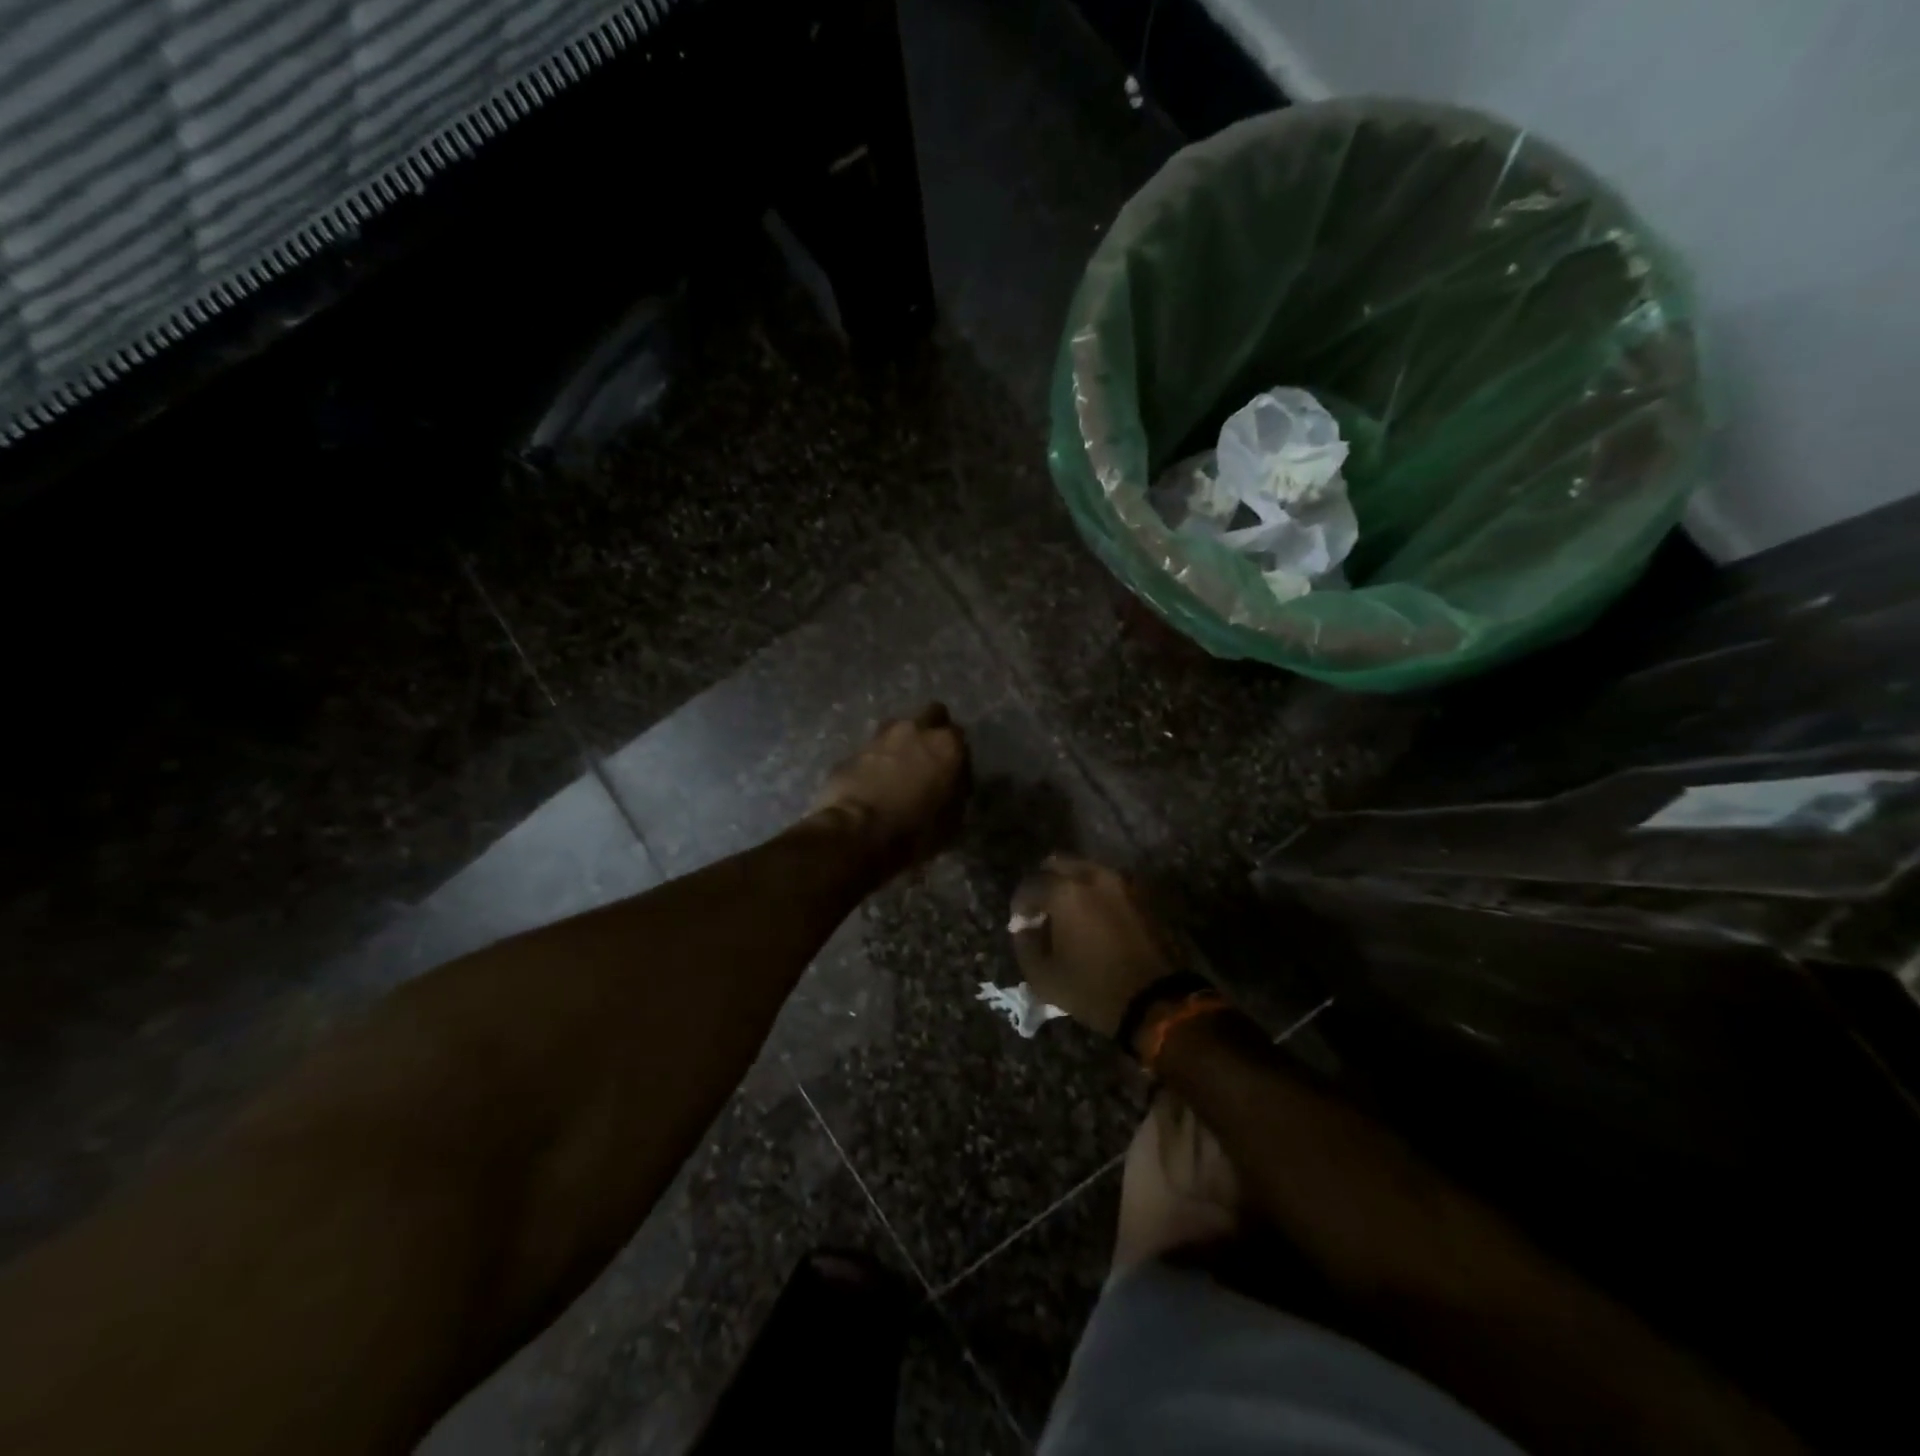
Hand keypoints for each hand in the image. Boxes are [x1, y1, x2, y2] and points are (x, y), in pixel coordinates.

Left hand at [811, 704, 970, 877]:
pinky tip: (874, 780)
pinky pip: (873, 748)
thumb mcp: (952, 820)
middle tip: (929, 758)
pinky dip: (877, 759)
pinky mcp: (854, 749)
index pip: (960, 736)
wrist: (857, 832)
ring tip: (899, 768)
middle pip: (932, 714)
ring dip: (902, 741)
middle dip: (932, 730)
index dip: (957, 755)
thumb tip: (952, 785)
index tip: (953, 774)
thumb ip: (956, 792)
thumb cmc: (915, 830)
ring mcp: (881, 736)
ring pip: (899, 726)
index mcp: (946, 744)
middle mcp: (916, 730)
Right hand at [1008, 856, 1179, 1039]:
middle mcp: (1092, 876)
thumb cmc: (1091, 988)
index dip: (1019, 905)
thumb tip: (1024, 926)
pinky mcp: (1139, 895)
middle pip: (1057, 863)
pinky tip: (1091, 919)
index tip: (1019, 924)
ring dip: (1070, 884)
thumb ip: (1024, 943)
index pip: (1029, 885)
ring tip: (1066, 914)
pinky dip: (1093, 893)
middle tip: (1041, 910)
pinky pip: (1106, 883)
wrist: (1154, 1000)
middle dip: (1043, 883)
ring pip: (1084, 869)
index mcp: (1064, 892)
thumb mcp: (1042, 976)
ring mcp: (1120, 882)